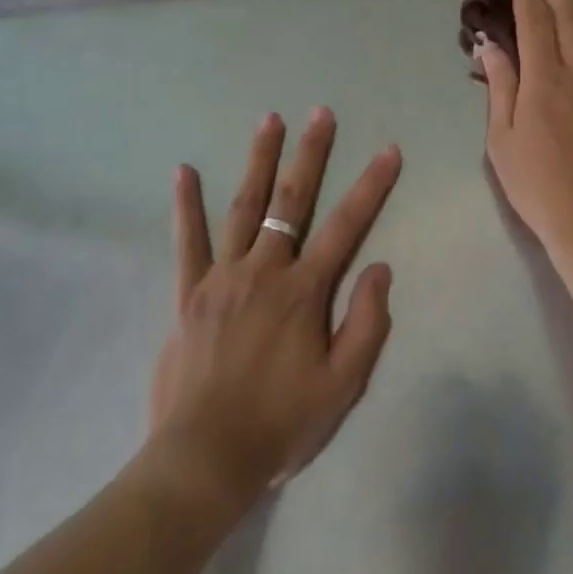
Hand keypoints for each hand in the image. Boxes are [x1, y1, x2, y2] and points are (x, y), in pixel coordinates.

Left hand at [150, 108, 399, 503]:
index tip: (388, 150)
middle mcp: (264, 270)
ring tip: (269, 120)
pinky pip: (188, 242)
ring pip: (244, 207)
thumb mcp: (342, 387)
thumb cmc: (280, 424)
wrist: (203, 461)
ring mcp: (223, 277)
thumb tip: (380, 268)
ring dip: (259, 160)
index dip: (371, 186)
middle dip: (310, 154)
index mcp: (303, 291)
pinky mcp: (190, 293)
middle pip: (292, 201)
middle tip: (320, 112)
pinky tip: (183, 171)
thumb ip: (366, 324)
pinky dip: (186, 206)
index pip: (346, 226)